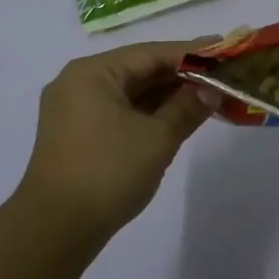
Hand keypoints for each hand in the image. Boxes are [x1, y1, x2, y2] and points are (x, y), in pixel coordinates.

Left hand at [18, 38, 216, 241]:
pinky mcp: (76, 134)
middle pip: (138, 69)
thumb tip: (211, 89)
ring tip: (206, 95)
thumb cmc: (108, 173)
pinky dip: (146, 112)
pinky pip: (118, 110)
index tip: (223, 48)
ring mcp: (73, 109)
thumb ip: (187, 107)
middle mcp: (78, 82)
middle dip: (179, 74)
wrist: (54, 230)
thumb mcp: (157, 138)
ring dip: (165, 95)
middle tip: (220, 74)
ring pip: (129, 92)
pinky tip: (175, 116)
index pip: (150, 53)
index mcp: (92, 73)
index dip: (191, 52)